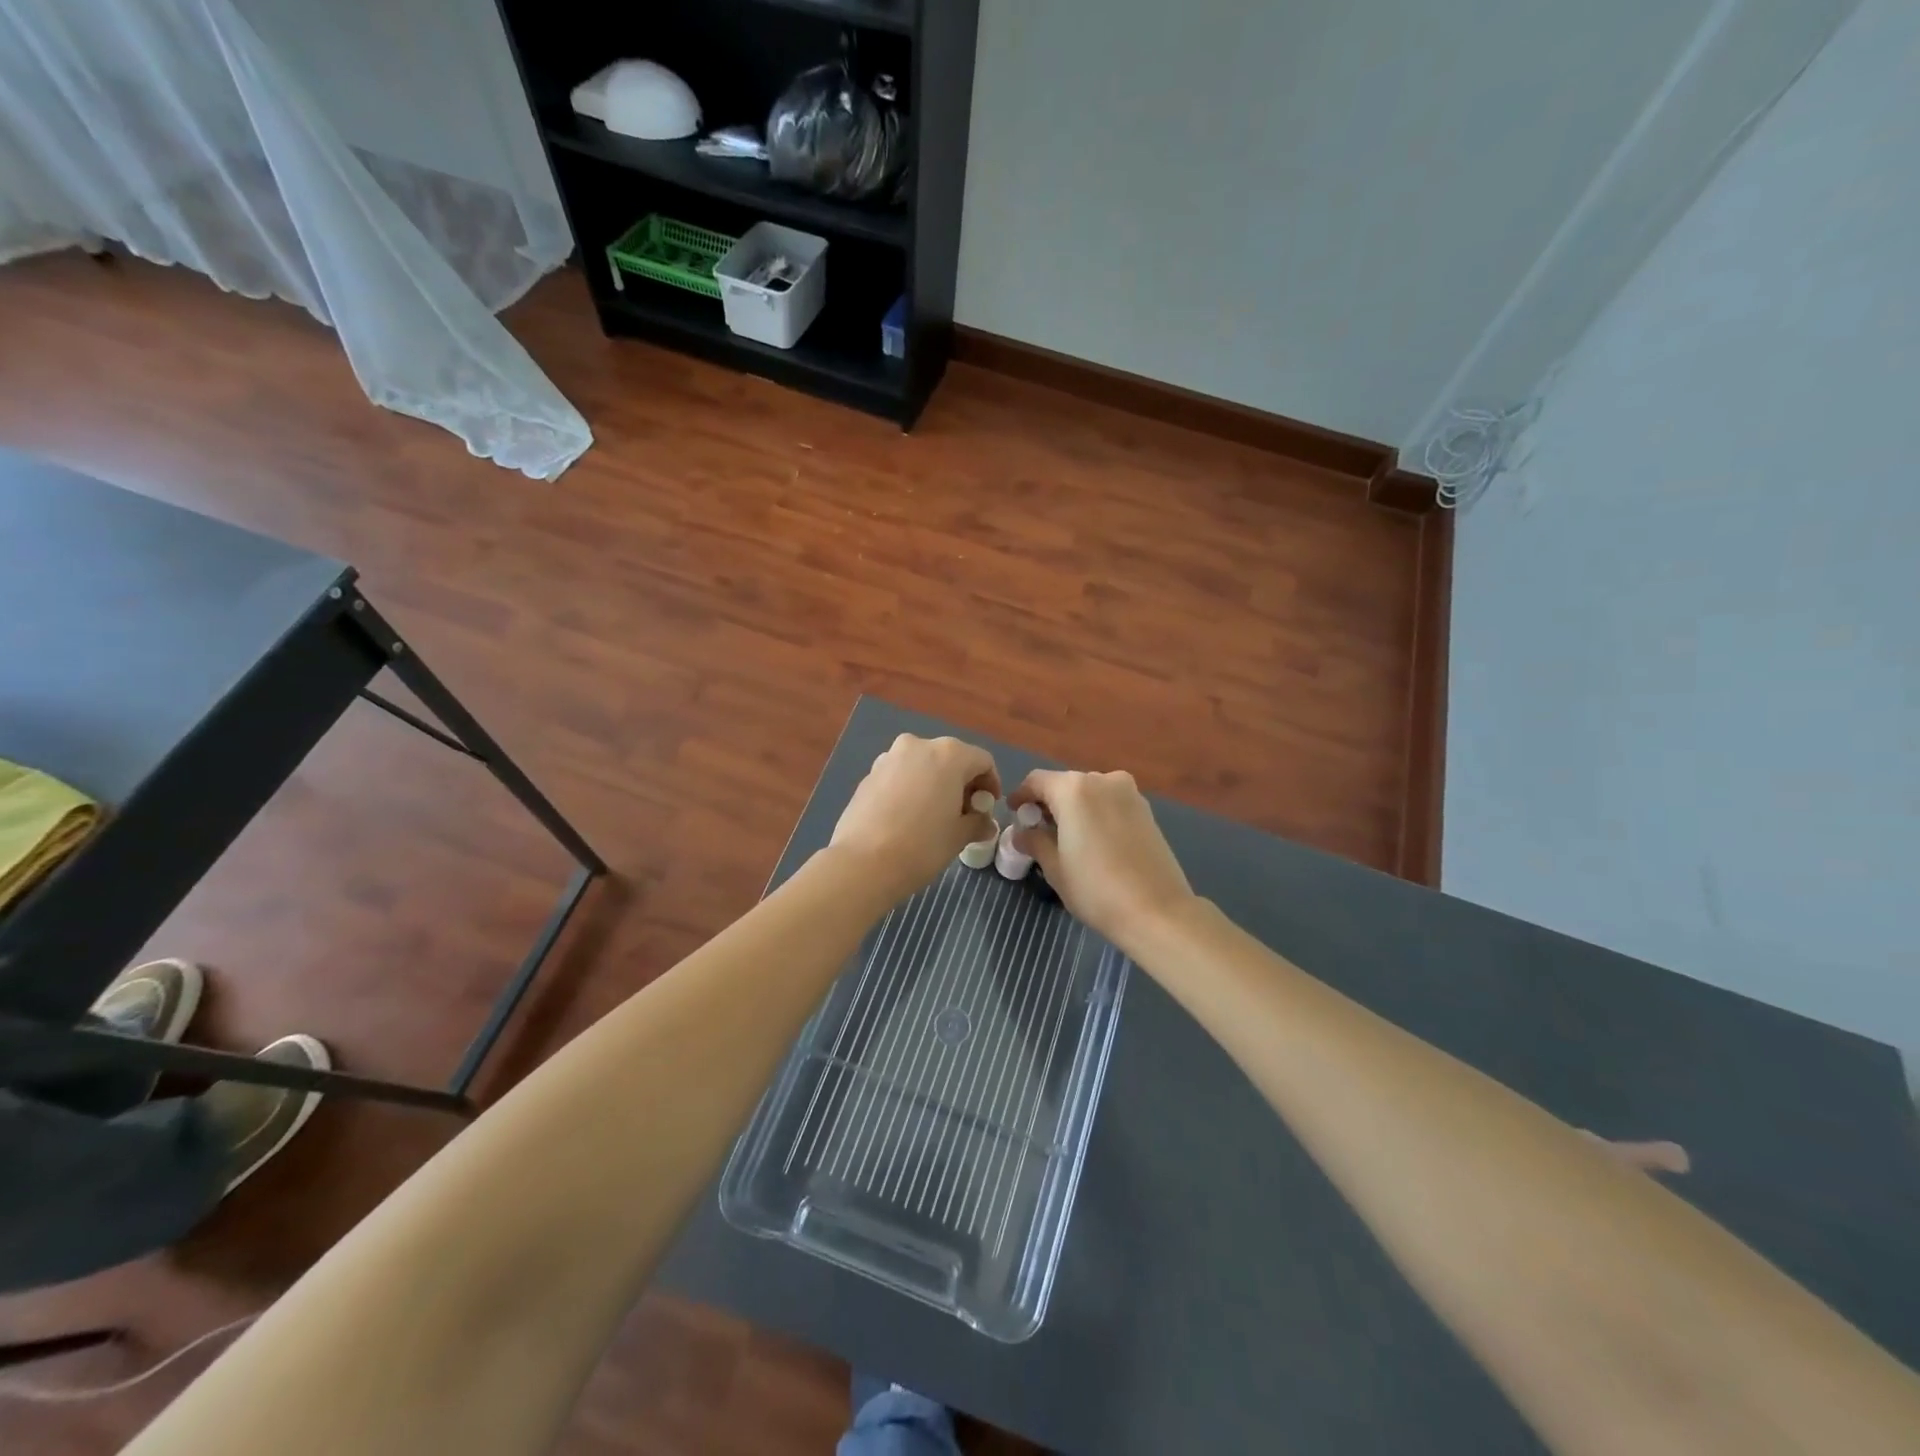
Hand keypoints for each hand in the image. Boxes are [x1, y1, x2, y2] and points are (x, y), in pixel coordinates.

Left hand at [829, 734, 999, 904]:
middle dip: (962, 783)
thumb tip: (984, 823)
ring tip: (935, 816)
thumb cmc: (922, 846)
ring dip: (935, 784)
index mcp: (949, 754)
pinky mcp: (869, 774)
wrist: (863, 863)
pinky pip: (900, 776)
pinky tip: (908, 818)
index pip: (983, 761)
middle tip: (964, 814)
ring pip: (923, 765)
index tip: (988, 809)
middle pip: (951, 759)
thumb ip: (977, 822)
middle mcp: (918, 745)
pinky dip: (911, 789)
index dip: (991, 784)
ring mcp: (889, 757)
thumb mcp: (959, 836)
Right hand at [1007, 769, 1196, 952]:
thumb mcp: (1055, 868)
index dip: (1021, 796)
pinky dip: (1096, 814)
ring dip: (1074, 809)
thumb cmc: (1096, 889)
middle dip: (1048, 803)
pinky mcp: (1146, 810)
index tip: (1013, 813)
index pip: (1036, 781)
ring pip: (1090, 793)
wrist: (1157, 911)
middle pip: (1065, 784)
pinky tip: (1093, 841)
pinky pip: (1111, 804)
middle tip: (1037, 830)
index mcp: (1074, 789)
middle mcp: (1103, 780)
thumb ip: (1035, 842)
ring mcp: (1129, 793)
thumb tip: (1023, 833)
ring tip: (1066, 838)